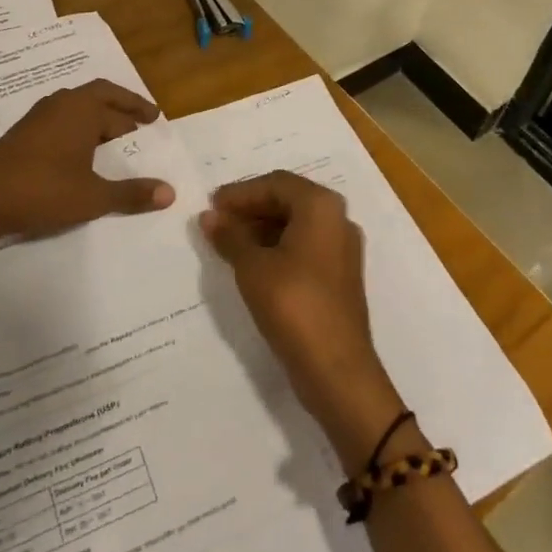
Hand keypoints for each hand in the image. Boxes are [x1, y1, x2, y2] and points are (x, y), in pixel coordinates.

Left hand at [0, 80, 174, 246]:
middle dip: (121, 106)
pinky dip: (78, 127)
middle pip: (98, 96)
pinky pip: (60, 120)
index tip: (155, 118)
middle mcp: (60, 105)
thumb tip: (170, 192)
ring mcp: (37, 118)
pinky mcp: (20, 135)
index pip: (119, 106)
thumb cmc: (43, 191)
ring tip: (113, 136)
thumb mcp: (93, 197)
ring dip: (97, 116)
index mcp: (82, 110)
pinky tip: (79, 150)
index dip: (139, 111)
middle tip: (141, 120)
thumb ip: (132, 194)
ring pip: (76, 107)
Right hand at [201, 172, 404, 471]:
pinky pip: (304, 246)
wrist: (337, 369)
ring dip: (262, 228)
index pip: (276, 183)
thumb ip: (230, 236)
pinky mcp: (339, 275)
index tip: (211, 204)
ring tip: (228, 242)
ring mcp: (342, 248)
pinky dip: (277, 247)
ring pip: (296, 224)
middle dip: (251, 208)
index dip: (241, 192)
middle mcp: (337, 219)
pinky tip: (251, 263)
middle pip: (288, 200)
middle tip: (217, 221)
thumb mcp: (253, 268)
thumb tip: (210, 216)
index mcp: (321, 206)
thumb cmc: (293, 305)